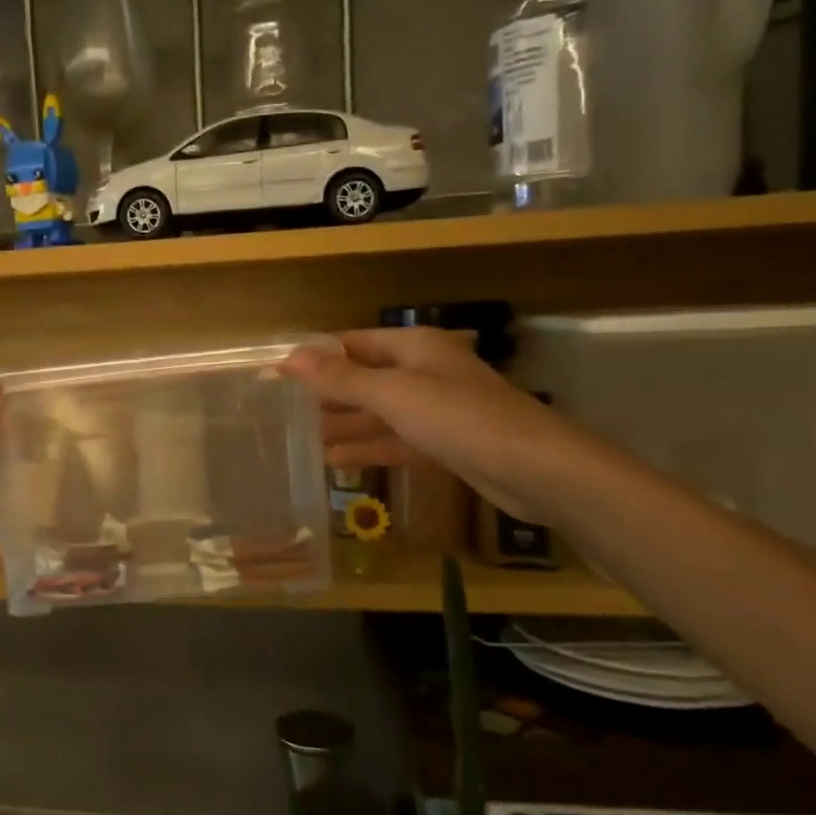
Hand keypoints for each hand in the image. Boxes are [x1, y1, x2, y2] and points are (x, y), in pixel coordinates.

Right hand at [284, 328, 586, 521]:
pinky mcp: (446, 444)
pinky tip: (336, 461)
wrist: (537, 470)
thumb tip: (291, 356)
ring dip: (344, 424)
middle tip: (285, 411)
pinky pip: (397, 440)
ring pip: (379, 413)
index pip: (354, 344)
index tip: (278, 374)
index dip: (317, 357)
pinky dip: (369, 448)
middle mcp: (425, 372)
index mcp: (415, 348)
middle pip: (366, 378)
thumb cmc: (459, 419)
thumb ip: (341, 379)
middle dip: (328, 394)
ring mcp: (437, 410)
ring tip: (302, 439)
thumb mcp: (393, 395)